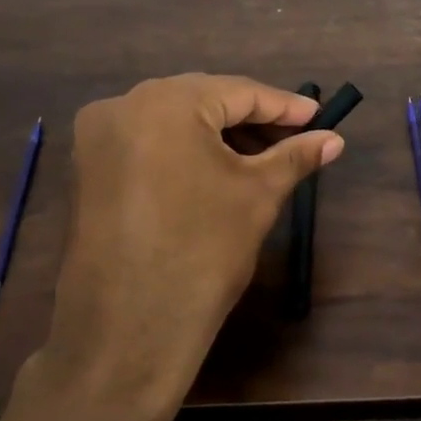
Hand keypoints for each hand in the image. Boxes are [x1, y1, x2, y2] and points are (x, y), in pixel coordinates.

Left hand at [12, 75, 342, 420]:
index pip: (238, 92)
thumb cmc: (203, 251)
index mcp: (164, 102)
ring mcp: (96, 138)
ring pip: (172, 122)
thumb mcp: (257, 196)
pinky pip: (147, 144)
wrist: (129, 329)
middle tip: (294, 140)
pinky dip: (184, 152)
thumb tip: (334, 139)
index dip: (284, 106)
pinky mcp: (87, 170)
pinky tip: (216, 172)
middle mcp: (121, 106)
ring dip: (217, 136)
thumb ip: (295, 157)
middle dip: (250, 120)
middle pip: (201, 101)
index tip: (320, 117)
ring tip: (261, 159)